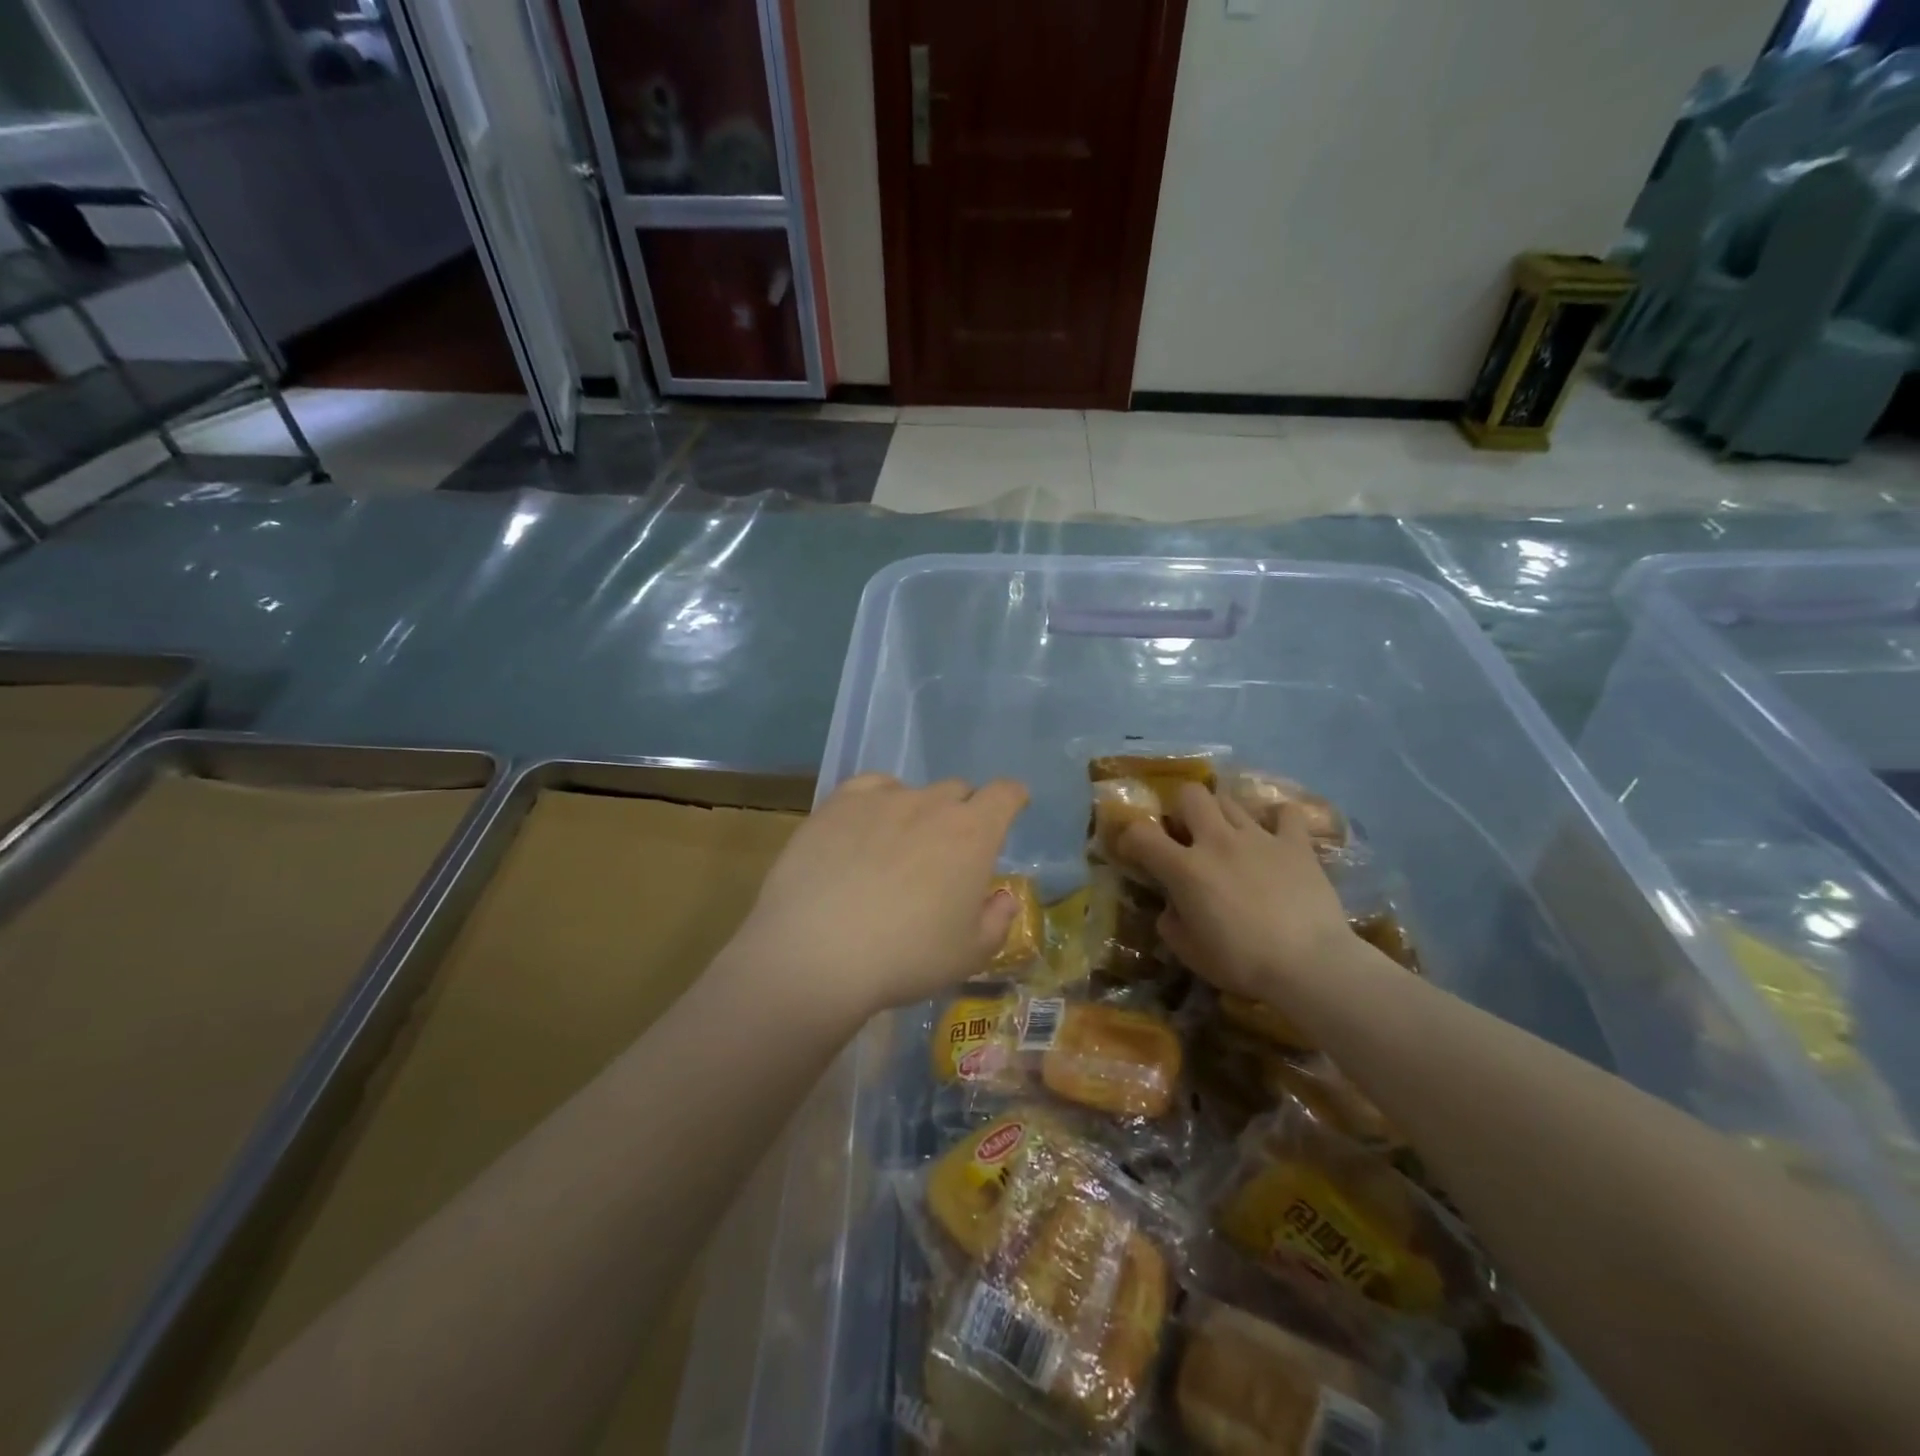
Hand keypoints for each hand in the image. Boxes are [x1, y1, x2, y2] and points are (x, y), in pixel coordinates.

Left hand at [729, 773, 1028, 1019]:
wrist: (818, 952)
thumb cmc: (907, 958)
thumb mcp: (969, 955)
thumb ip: (997, 920)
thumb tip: (1002, 897)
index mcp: (973, 834)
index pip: (1005, 794)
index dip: (1012, 798)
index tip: (1012, 807)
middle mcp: (932, 804)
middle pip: (958, 791)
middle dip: (963, 812)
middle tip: (949, 850)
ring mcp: (882, 799)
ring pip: (913, 790)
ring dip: (918, 811)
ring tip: (898, 847)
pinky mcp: (838, 804)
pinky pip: (869, 786)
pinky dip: (878, 800)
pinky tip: (866, 825)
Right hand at [1117, 783, 1354, 1002]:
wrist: (1310, 964)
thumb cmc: (1243, 962)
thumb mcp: (1189, 952)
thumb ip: (1171, 922)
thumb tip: (1172, 906)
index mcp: (1185, 868)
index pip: (1140, 833)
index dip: (1130, 838)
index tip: (1134, 853)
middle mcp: (1217, 840)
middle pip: (1190, 794)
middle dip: (1182, 809)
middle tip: (1188, 835)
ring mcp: (1259, 837)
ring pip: (1230, 800)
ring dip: (1222, 815)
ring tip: (1229, 837)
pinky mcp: (1296, 844)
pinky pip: (1286, 814)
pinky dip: (1278, 819)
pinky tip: (1276, 834)